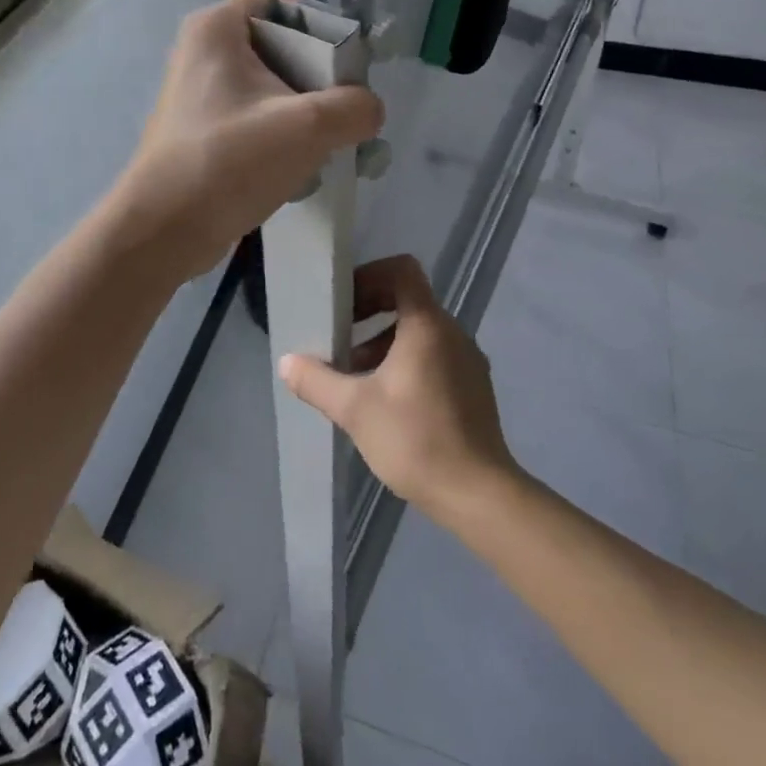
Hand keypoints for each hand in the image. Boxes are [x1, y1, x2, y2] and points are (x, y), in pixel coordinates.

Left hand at [115, 0, 384, 279]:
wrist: (163, 231)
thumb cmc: (228, 162)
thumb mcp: (306, 127)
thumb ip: (354, 107)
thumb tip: (368, 109)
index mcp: (218, 27)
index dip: (327, 20)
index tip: (357, 60)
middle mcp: (206, 50)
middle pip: (284, 42)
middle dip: (325, 74)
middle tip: (351, 107)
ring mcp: (203, 91)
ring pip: (275, 84)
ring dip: (311, 109)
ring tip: (337, 140)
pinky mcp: (207, 127)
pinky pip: (260, 114)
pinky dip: (287, 132)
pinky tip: (308, 163)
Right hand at [277, 255, 517, 522]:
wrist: (479, 496)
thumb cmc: (415, 439)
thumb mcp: (354, 409)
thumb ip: (316, 381)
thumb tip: (286, 362)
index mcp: (427, 325)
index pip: (402, 270)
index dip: (369, 275)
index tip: (344, 300)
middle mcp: (452, 333)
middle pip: (408, 299)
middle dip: (369, 310)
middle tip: (340, 333)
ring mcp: (468, 360)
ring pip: (420, 331)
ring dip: (384, 340)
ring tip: (354, 372)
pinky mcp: (474, 387)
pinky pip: (435, 355)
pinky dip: (406, 360)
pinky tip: (384, 399)